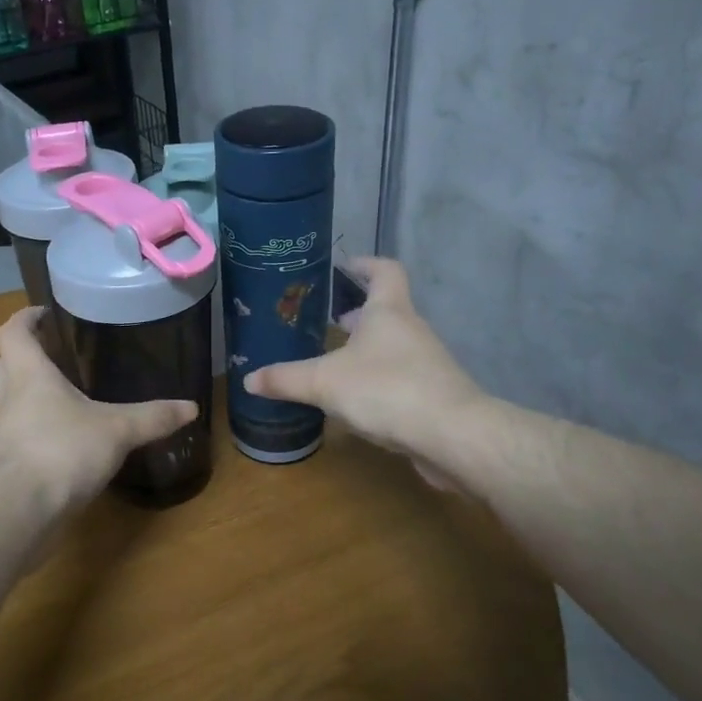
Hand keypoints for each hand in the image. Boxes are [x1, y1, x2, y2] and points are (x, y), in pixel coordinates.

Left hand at [0, 307, 197, 511]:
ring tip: (64, 402)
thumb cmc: (62, 450)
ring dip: (27, 399)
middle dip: (19, 358)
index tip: (43, 314)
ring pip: (6, 405)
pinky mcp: (6, 467)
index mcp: (29, 376)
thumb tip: (191, 407)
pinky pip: (18, 439)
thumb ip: (152, 417)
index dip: (25, 318)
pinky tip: (65, 445)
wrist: (19, 510)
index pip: (13, 333)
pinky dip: (36, 435)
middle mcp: (9, 400)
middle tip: (51, 358)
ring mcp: (3, 435)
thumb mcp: (117, 430)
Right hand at [243, 258, 480, 477]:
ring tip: (332, 364)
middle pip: (385, 310)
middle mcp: (411, 330)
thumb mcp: (324, 382)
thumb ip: (285, 379)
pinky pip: (399, 378)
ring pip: (391, 347)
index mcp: (388, 311)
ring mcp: (426, 363)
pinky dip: (377, 382)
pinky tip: (355, 402)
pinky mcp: (432, 395)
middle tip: (325, 322)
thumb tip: (248, 379)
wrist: (452, 435)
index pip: (384, 270)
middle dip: (356, 315)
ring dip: (365, 351)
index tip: (343, 267)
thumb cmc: (387, 389)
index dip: (364, 264)